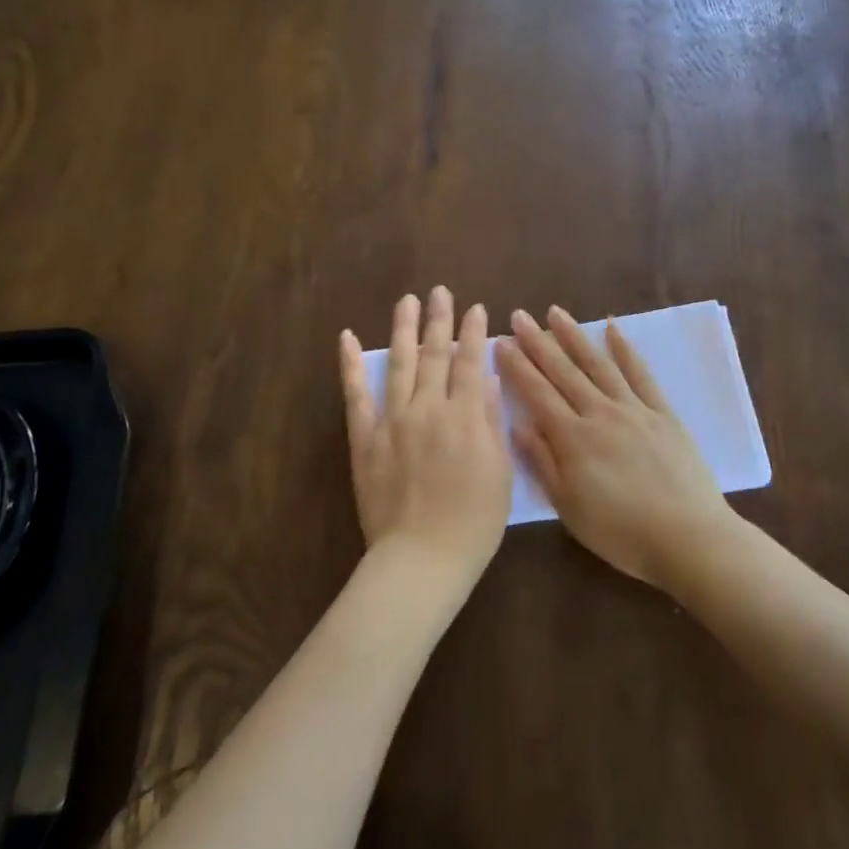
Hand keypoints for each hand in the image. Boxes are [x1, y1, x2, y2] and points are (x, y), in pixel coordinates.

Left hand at [339, 288, 513, 586]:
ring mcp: (392, 420)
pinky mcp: (365, 438)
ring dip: (404, 329)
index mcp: (464, 417)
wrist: (422, 557)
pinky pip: (356, 395)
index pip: (470, 362)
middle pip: (435, 354)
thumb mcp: (499, 471)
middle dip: (440, 320)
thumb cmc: (473, 522)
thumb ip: (489, 420)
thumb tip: (486, 377)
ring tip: (407, 301)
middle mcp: (428, 408)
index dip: (474, 333)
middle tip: (440, 291)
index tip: (477, 308)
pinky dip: (351, 365)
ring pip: (399, 364)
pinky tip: (349, 339)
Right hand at [496, 306, 736, 590]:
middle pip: (564, 372)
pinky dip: (625, 349)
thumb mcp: (568, 507)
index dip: (517, 366)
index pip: (537, 393)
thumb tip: (518, 423)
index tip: (500, 341)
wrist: (687, 538)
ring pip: (598, 364)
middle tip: (520, 315)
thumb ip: (542, 462)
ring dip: (575, 336)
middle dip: (538, 342)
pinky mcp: (662, 413)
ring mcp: (634, 409)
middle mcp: (600, 413)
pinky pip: (641, 374)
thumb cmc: (621, 532)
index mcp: (573, 438)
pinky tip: (613, 328)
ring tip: (556, 313)